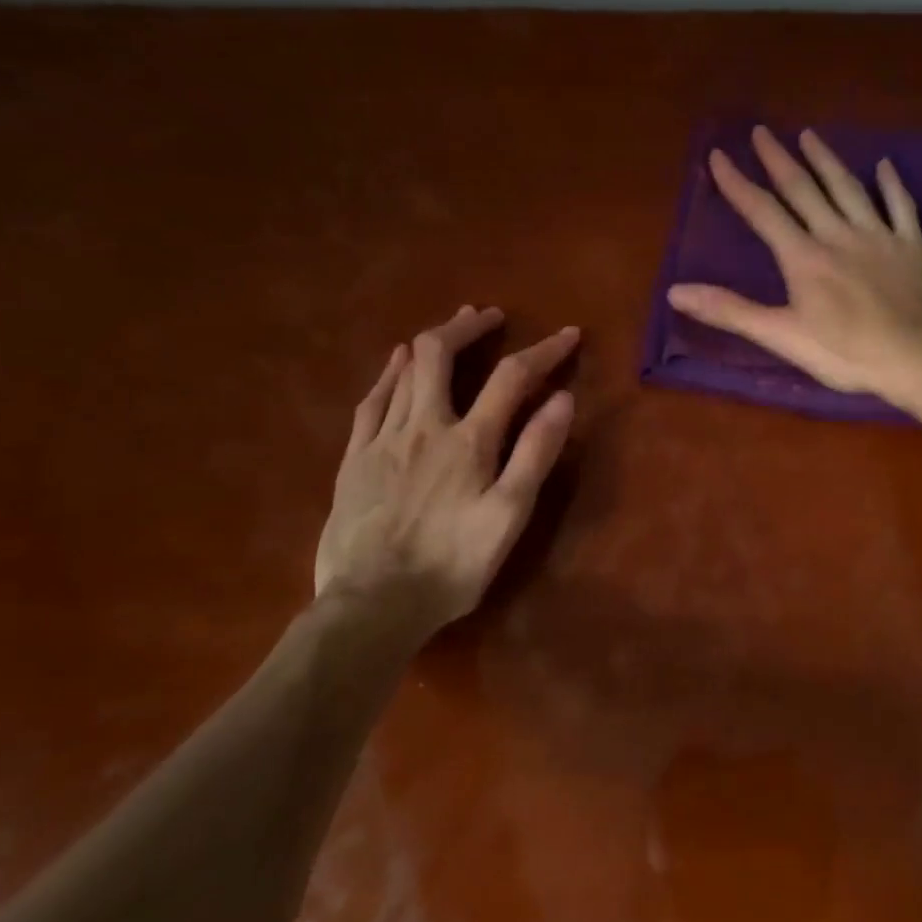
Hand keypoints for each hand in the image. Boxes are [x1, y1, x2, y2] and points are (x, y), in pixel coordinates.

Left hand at [314, 306, 577, 632]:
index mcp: (469, 441)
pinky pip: (371, 401)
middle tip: (491, 316)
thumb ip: (535, 454)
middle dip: (469, 326)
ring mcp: (382, 439)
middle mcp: (423, 426)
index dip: (543, 350)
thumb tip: (562, 399)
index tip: (568, 334)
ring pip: (403, 371)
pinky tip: (396, 364)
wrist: (373, 604)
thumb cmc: (453, 564)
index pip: (511, 377)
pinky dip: (389, 373)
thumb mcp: (509, 515)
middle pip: (440, 354)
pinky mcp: (353, 459)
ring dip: (432, 342)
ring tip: (453, 327)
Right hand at [667, 126, 921, 405]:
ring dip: (826, 160)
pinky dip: (892, 184)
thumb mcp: (782, 337)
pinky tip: (885, 165)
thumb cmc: (847, 353)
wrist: (918, 358)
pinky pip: (901, 206)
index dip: (738, 184)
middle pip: (803, 190)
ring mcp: (878, 236)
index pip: (763, 212)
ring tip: (810, 135)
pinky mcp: (911, 246)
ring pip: (847, 188)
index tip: (718, 155)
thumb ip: (731, 311)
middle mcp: (837, 234)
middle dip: (779, 159)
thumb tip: (676, 292)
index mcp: (803, 257)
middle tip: (762, 131)